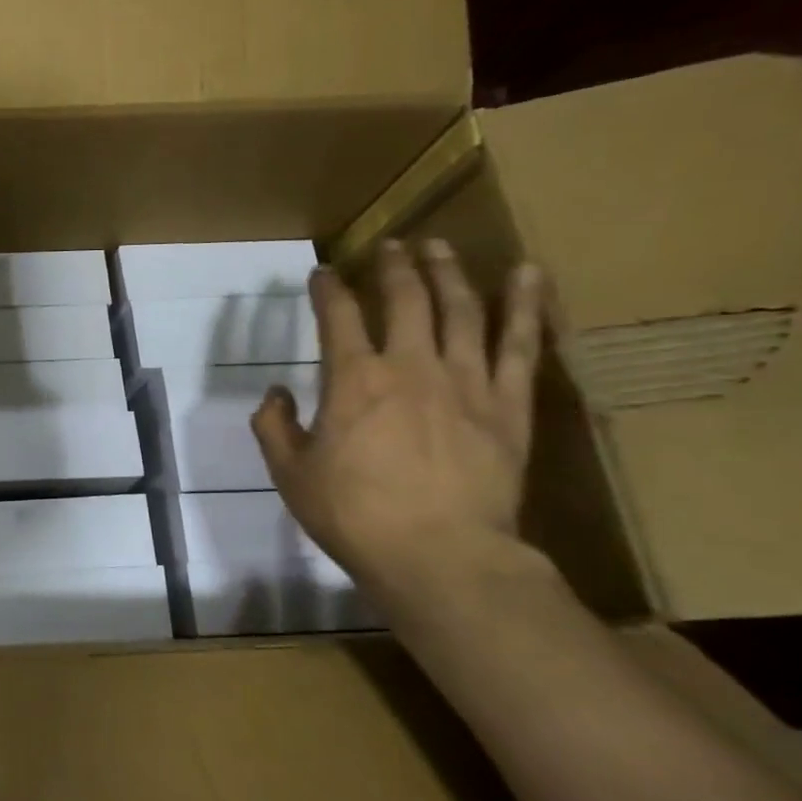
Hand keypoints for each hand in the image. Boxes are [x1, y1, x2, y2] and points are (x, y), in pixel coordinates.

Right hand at [251, 239, 546, 592]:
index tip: (322, 273)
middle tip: (389, 245)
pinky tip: (527, 274)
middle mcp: (410, 366)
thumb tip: (276, 394)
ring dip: (448, 272)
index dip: (328, 288)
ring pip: (460, 310)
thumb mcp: (290, 473)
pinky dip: (523, 305)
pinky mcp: (509, 404)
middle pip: (405, 299)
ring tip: (439, 246)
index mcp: (353, 380)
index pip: (338, 316)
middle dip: (393, 266)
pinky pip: (520, 344)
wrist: (440, 555)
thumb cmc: (353, 514)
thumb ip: (274, 427)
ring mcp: (465, 381)